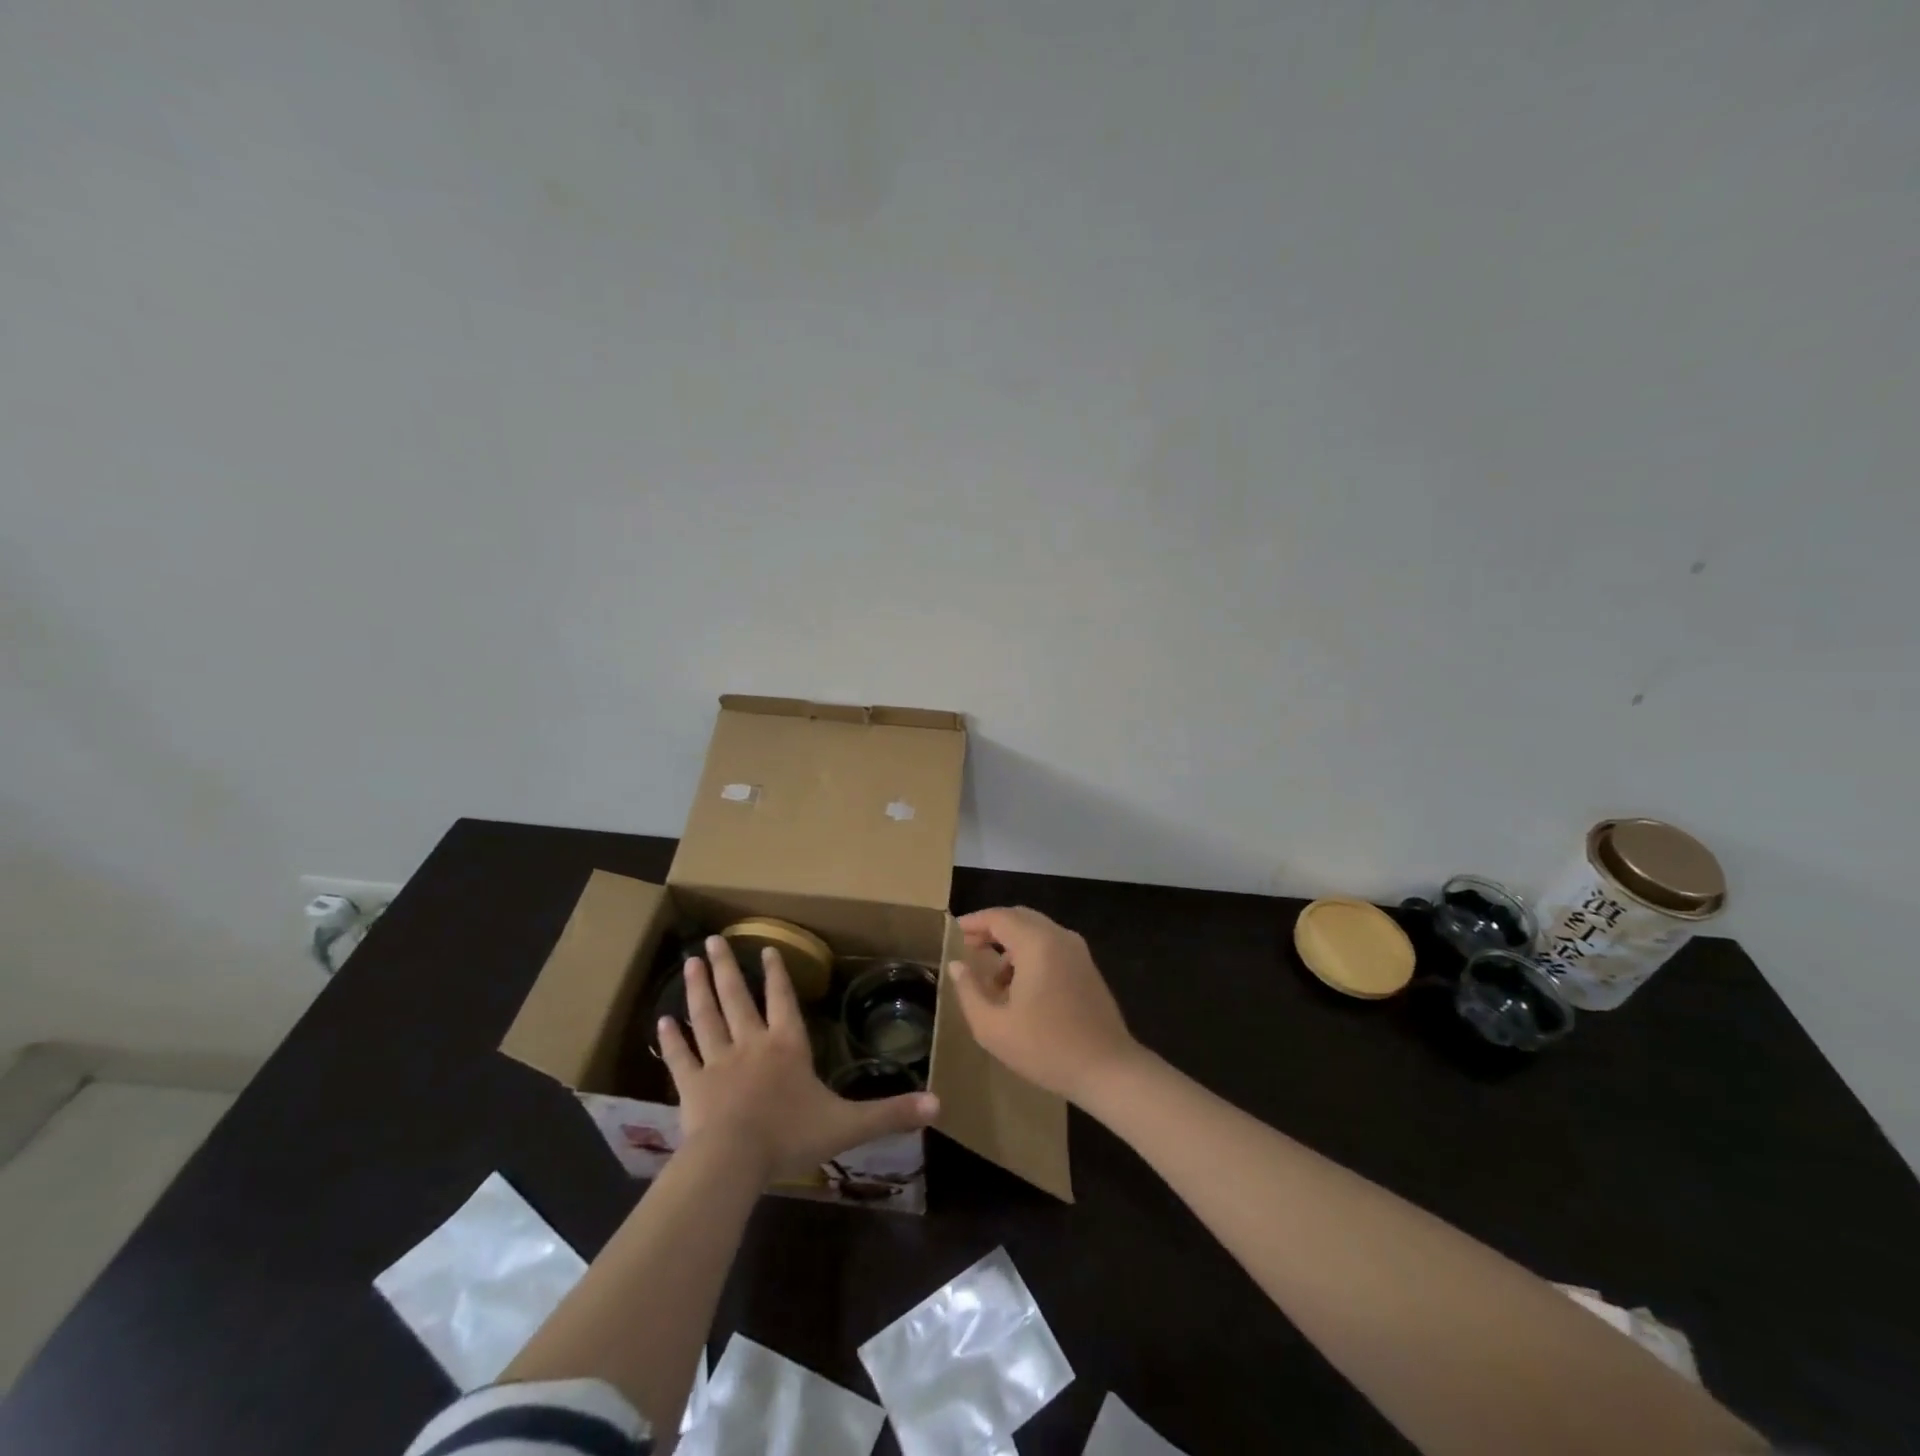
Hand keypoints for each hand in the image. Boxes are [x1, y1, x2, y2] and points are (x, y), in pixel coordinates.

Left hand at [657, 936, 938, 1181]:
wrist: (733, 1160)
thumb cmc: (791, 1135)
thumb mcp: (848, 1125)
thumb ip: (890, 1113)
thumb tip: (939, 1104)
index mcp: (787, 1046)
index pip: (783, 1001)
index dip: (778, 974)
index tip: (765, 947)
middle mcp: (751, 1043)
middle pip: (738, 998)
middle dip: (727, 968)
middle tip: (711, 939)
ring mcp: (718, 1062)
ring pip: (706, 1017)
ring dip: (698, 989)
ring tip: (689, 962)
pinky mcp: (691, 1086)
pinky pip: (681, 1057)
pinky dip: (672, 1040)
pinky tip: (661, 1021)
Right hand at [946, 907, 1141, 1105]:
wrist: (1107, 1070)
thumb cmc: (1046, 1048)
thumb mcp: (993, 1027)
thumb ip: (969, 991)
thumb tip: (957, 966)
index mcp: (1037, 943)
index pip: (999, 917)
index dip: (974, 921)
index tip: (954, 932)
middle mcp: (1059, 937)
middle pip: (1019, 917)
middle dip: (992, 929)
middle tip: (969, 947)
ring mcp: (1078, 951)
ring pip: (1037, 931)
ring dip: (1011, 944)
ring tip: (992, 977)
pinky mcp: (1087, 967)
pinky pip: (1052, 946)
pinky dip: (1030, 953)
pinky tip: (1020, 987)